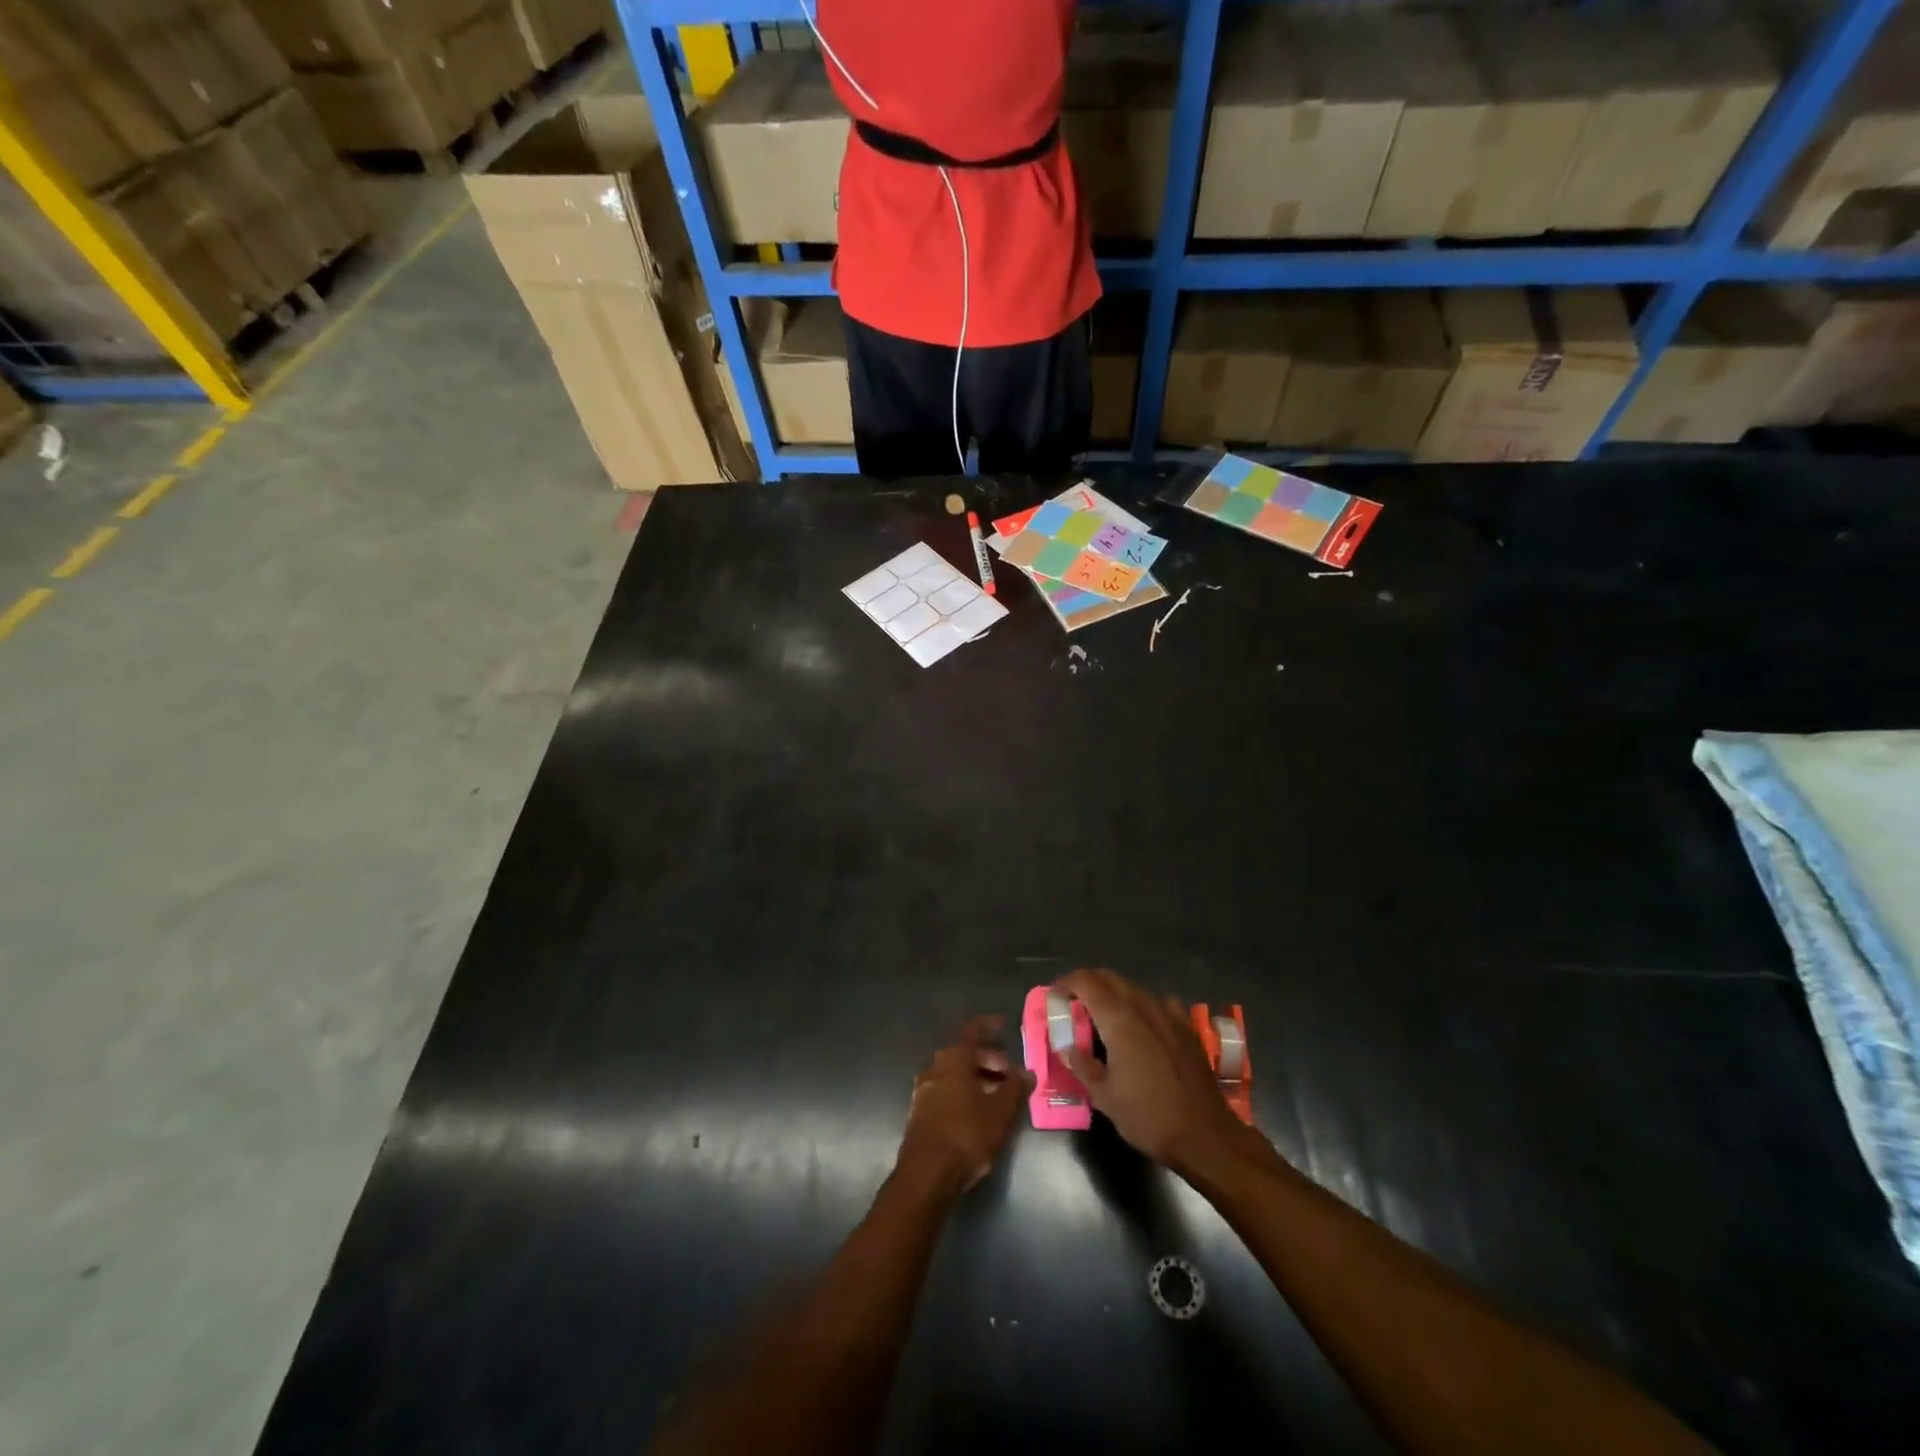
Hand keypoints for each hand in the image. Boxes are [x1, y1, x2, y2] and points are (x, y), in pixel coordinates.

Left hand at [897, 1017, 1031, 1196]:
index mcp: (953, 1058)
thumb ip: (1015, 1088)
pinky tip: (979, 1111)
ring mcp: (924, 1090)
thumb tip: (1027, 1073)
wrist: (927, 1175)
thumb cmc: (967, 1134)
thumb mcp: (1000, 1112)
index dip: (989, 1026)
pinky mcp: (920, 1112)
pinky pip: (946, 1091)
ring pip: (954, 1074)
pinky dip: (964, 1092)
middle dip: (988, 1059)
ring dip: (977, 1078)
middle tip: (1009, 1073)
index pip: (973, 1031)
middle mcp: (935, 1067)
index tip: (1003, 1025)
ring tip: (999, 1094)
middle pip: (964, 1054)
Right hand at [1056, 968, 1254, 1178]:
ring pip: (1134, 988)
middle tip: (1074, 1005)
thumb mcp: (1104, 1096)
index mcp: (1119, 1019)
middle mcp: (1144, 1006)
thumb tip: (1067, 1047)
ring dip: (1113, 994)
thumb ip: (1081, 1065)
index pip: (1087, 981)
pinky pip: (1158, 1003)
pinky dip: (1141, 1006)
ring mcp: (1169, 1014)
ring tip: (1103, 1018)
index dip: (1067, 983)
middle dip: (1088, 984)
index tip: (1055, 996)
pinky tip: (1141, 1027)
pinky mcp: (1187, 1027)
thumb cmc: (1148, 1116)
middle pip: (1110, 978)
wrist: (1205, 1135)